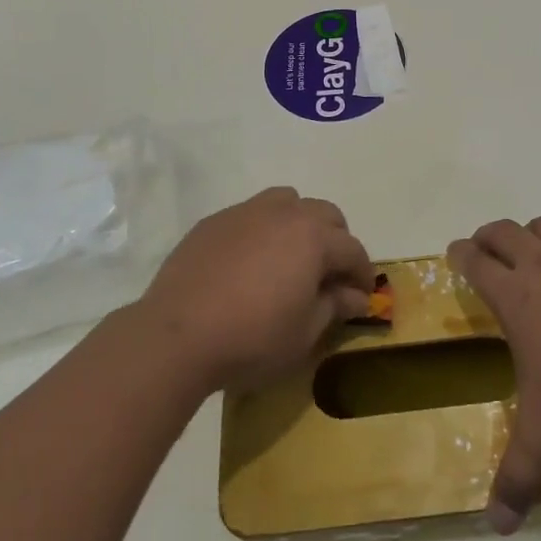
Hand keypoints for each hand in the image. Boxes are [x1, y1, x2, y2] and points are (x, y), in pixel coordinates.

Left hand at [137, 187, 374, 393]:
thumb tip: (355, 296)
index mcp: (314, 237)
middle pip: (325, 214)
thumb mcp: (304, 333)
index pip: (352, 249)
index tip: (363, 295)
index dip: (363, 273)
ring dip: (299, 224)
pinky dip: (262, 231)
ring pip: (287, 202)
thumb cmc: (252, 338)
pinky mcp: (214, 221)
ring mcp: (246, 212)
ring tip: (290, 258)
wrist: (177, 334)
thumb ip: (334, 307)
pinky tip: (249, 263)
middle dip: (336, 241)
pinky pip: (251, 215)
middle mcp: (285, 213)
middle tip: (330, 275)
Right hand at [448, 208, 540, 533]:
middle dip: (491, 235)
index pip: (476, 263)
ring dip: (534, 229)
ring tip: (532, 239)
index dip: (462, 255)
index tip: (456, 252)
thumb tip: (496, 528)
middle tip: (487, 246)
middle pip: (506, 232)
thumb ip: (517, 479)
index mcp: (515, 299)